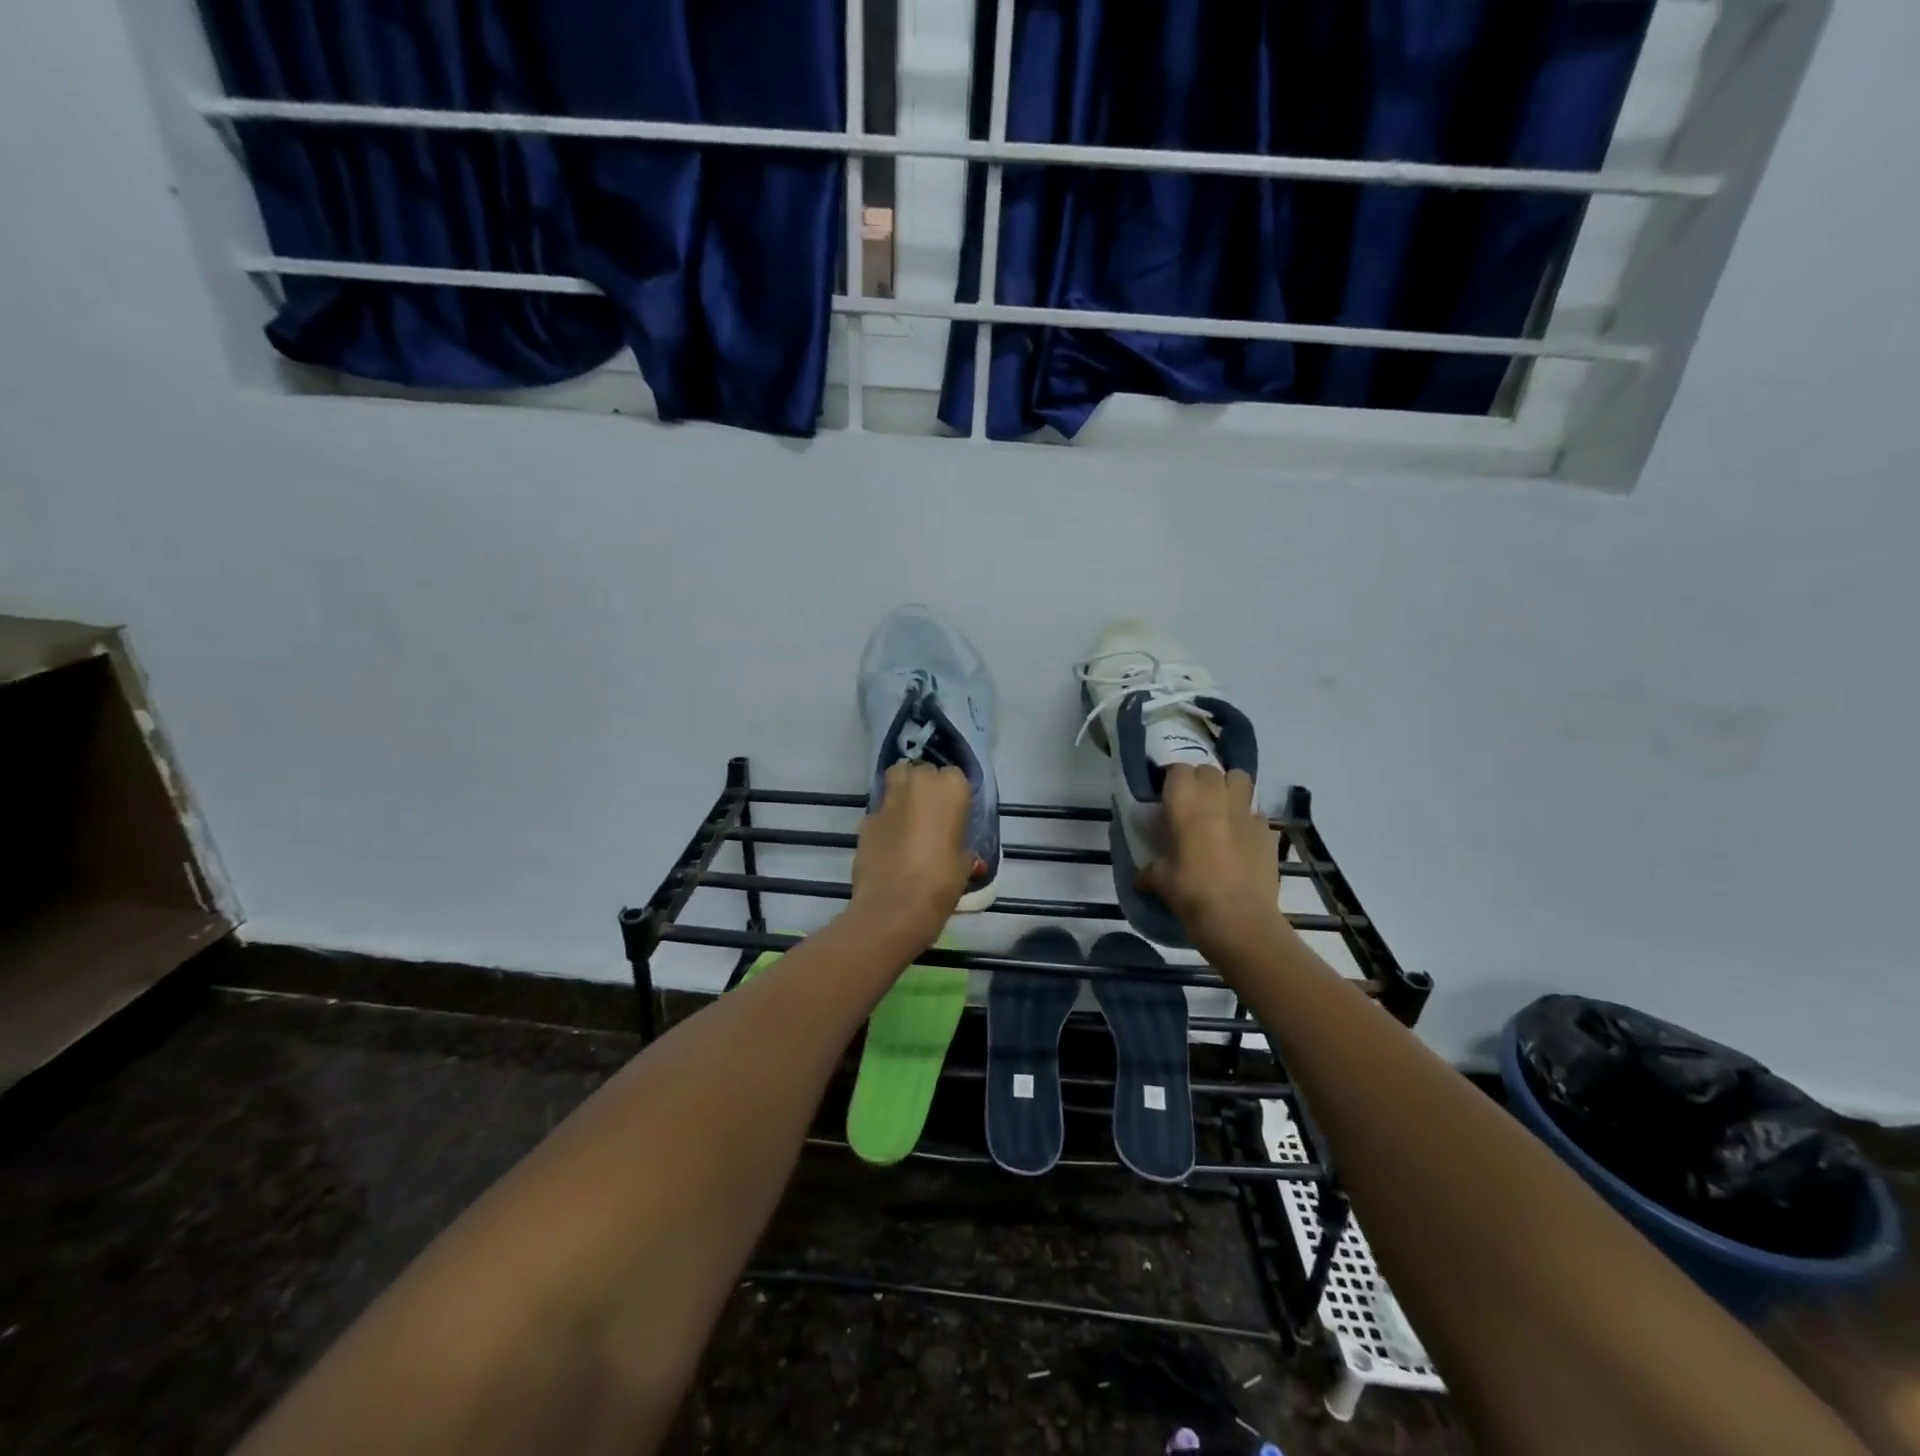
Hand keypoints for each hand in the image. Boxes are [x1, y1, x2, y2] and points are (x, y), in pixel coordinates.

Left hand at [849, 762, 975, 950]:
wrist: (894, 906)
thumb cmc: (941, 883)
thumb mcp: (964, 865)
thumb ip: (961, 847)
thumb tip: (959, 849)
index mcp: (951, 789)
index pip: (954, 775)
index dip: (953, 794)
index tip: (954, 814)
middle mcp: (919, 783)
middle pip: (923, 772)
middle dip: (926, 786)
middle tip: (931, 814)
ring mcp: (888, 799)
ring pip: (897, 778)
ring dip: (903, 790)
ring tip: (909, 816)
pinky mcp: (866, 818)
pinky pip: (880, 809)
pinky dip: (886, 818)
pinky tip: (890, 842)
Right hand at [1139, 765, 1285, 956]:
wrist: (1240, 920)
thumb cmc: (1192, 894)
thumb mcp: (1160, 881)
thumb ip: (1149, 870)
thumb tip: (1141, 875)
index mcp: (1186, 805)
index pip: (1178, 770)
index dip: (1172, 780)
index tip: (1165, 796)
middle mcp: (1217, 800)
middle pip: (1209, 770)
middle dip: (1199, 781)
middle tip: (1190, 804)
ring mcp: (1246, 814)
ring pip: (1239, 779)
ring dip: (1228, 787)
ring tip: (1219, 809)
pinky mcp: (1267, 833)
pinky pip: (1255, 814)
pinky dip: (1246, 820)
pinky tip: (1239, 840)